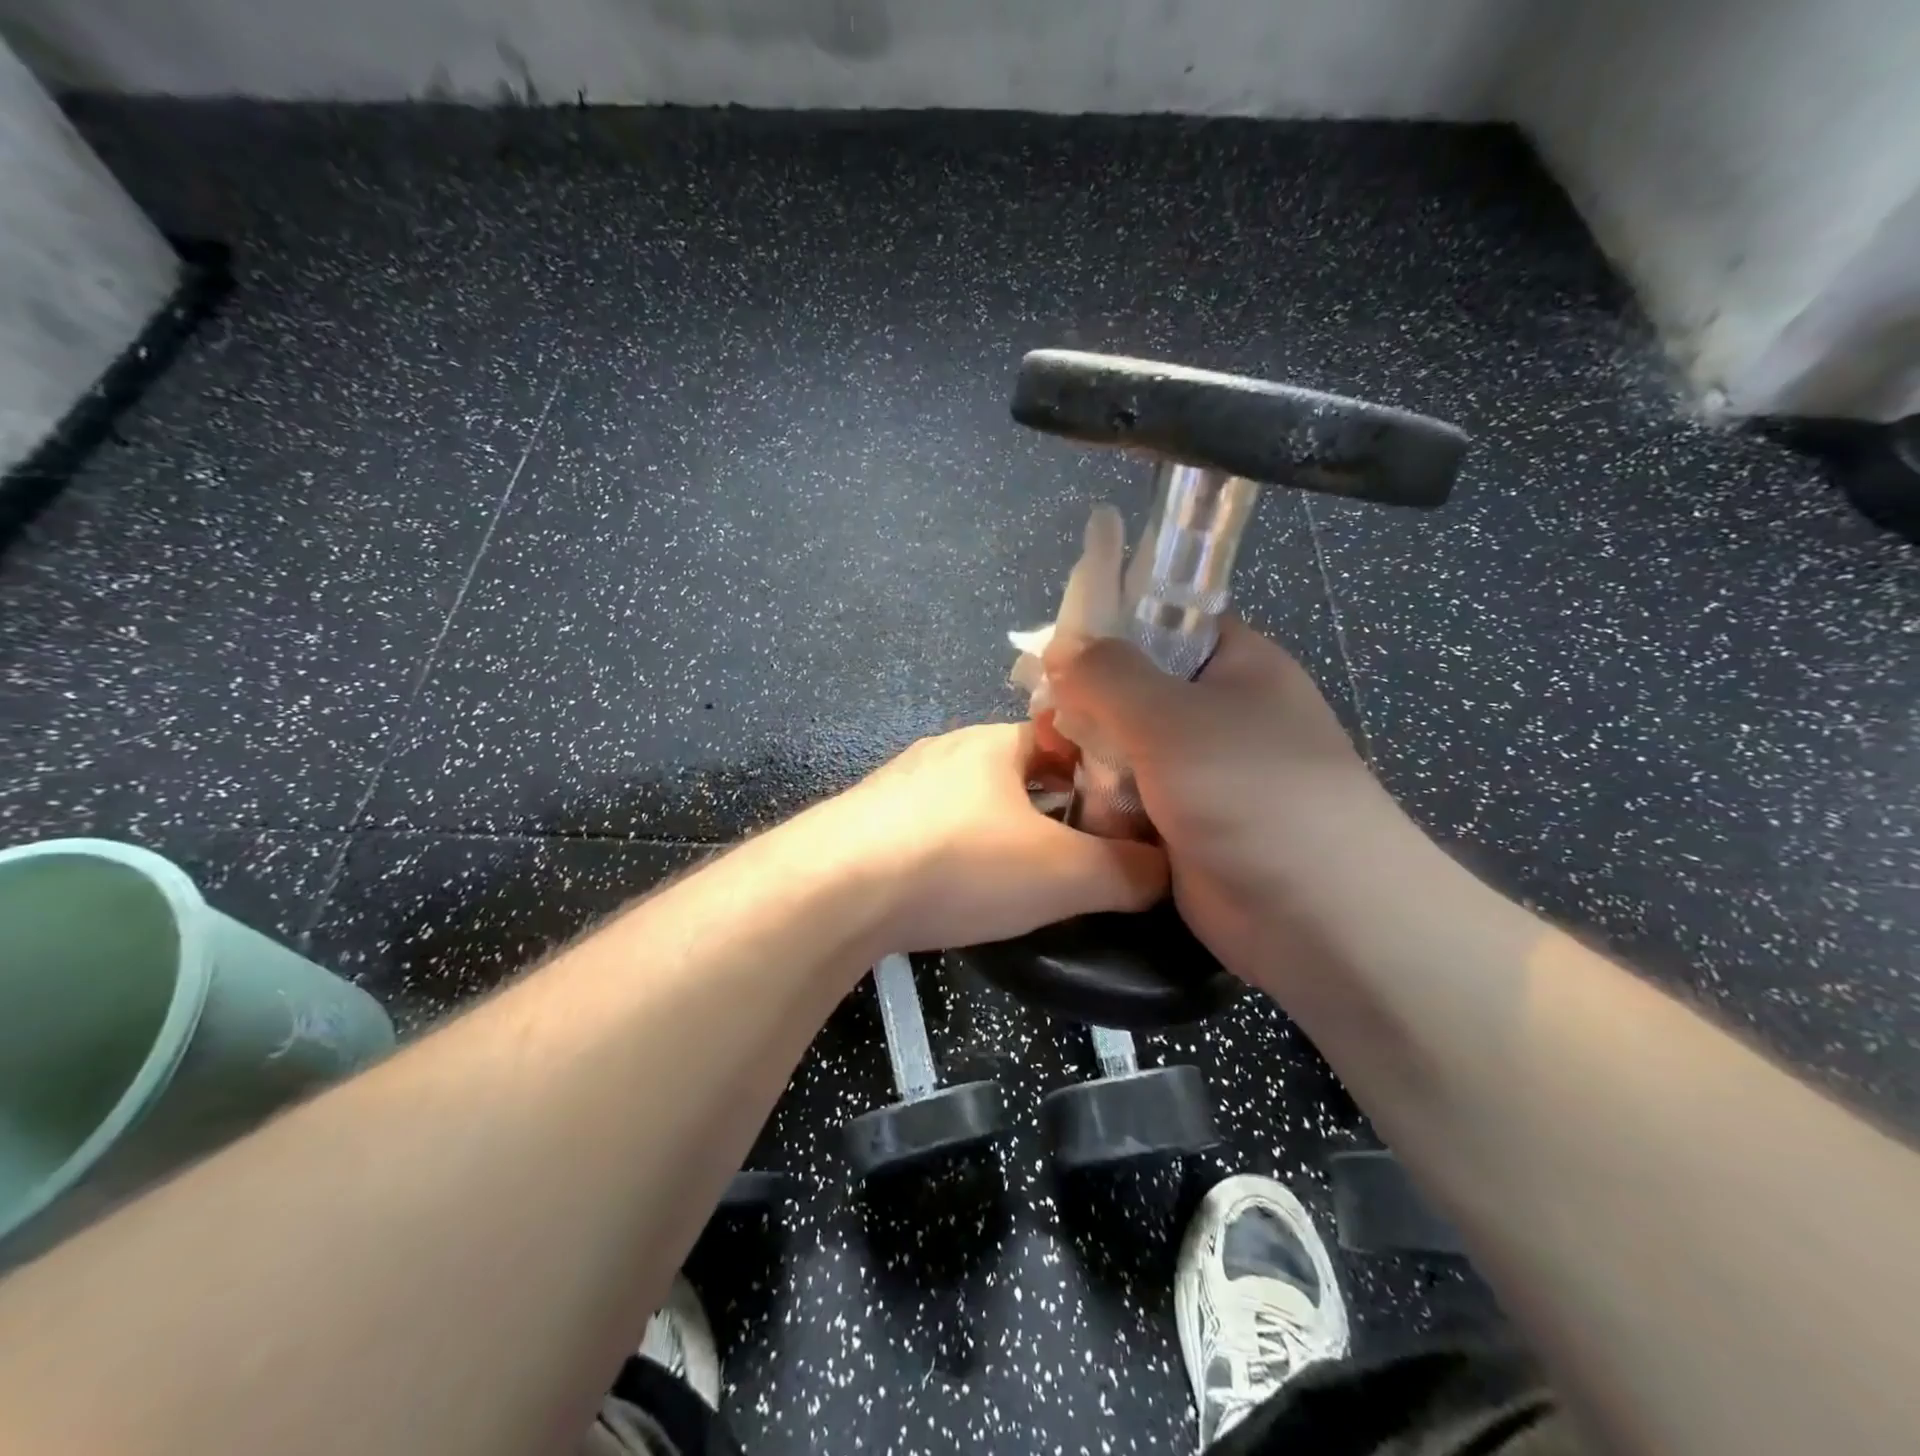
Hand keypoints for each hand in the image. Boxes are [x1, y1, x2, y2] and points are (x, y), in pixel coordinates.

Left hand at [816, 723, 1169, 953]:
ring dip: (1002, 830)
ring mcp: (901, 784)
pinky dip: (957, 852)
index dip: (1102, 773)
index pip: (1066, 738)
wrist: (833, 891)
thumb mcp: (1063, 874)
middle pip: (1019, 771)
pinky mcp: (869, 822)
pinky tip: (957, 889)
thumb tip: (1169, 872)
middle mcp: (947, 750)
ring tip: (1025, 879)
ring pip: (973, 801)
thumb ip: (1127, 871)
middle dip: (1053, 807)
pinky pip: (931, 829)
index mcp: (996, 741)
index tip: (1123, 816)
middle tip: (1082, 854)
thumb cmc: (959, 863)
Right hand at [1043, 620, 1413, 985]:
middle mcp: (1219, 713)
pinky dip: (1106, 804)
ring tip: (1058, 769)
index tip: (1054, 656)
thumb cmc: (1248, 790)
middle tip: (1049, 726)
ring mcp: (1201, 772)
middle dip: (1089, 707)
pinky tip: (1081, 810)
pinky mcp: (1185, 824)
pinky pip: (1131, 799)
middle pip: (1135, 691)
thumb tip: (1060, 645)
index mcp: (1234, 665)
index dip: (1107, 633)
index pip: (1162, 625)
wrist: (1316, 914)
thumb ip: (1106, 674)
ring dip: (1092, 761)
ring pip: (1125, 748)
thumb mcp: (1168, 715)